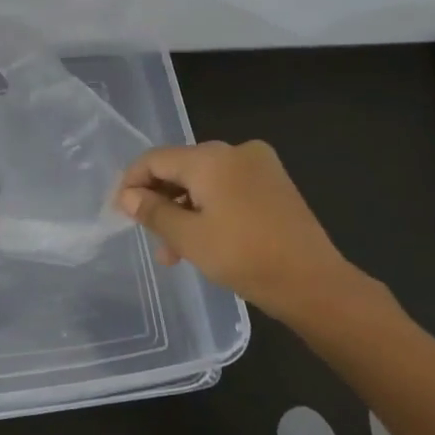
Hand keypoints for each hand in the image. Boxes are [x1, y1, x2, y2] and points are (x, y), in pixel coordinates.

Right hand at [114, 140, 378, 326]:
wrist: (314, 283)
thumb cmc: (244, 257)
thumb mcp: (189, 238)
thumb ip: (153, 212)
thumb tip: (127, 196)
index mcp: (211, 157)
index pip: (156, 159)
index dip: (133, 182)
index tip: (120, 211)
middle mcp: (235, 151)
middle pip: (181, 168)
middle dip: (161, 202)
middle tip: (150, 238)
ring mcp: (259, 166)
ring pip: (205, 182)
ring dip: (185, 211)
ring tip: (175, 253)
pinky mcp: (275, 185)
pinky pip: (229, 189)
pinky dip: (211, 210)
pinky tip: (205, 242)